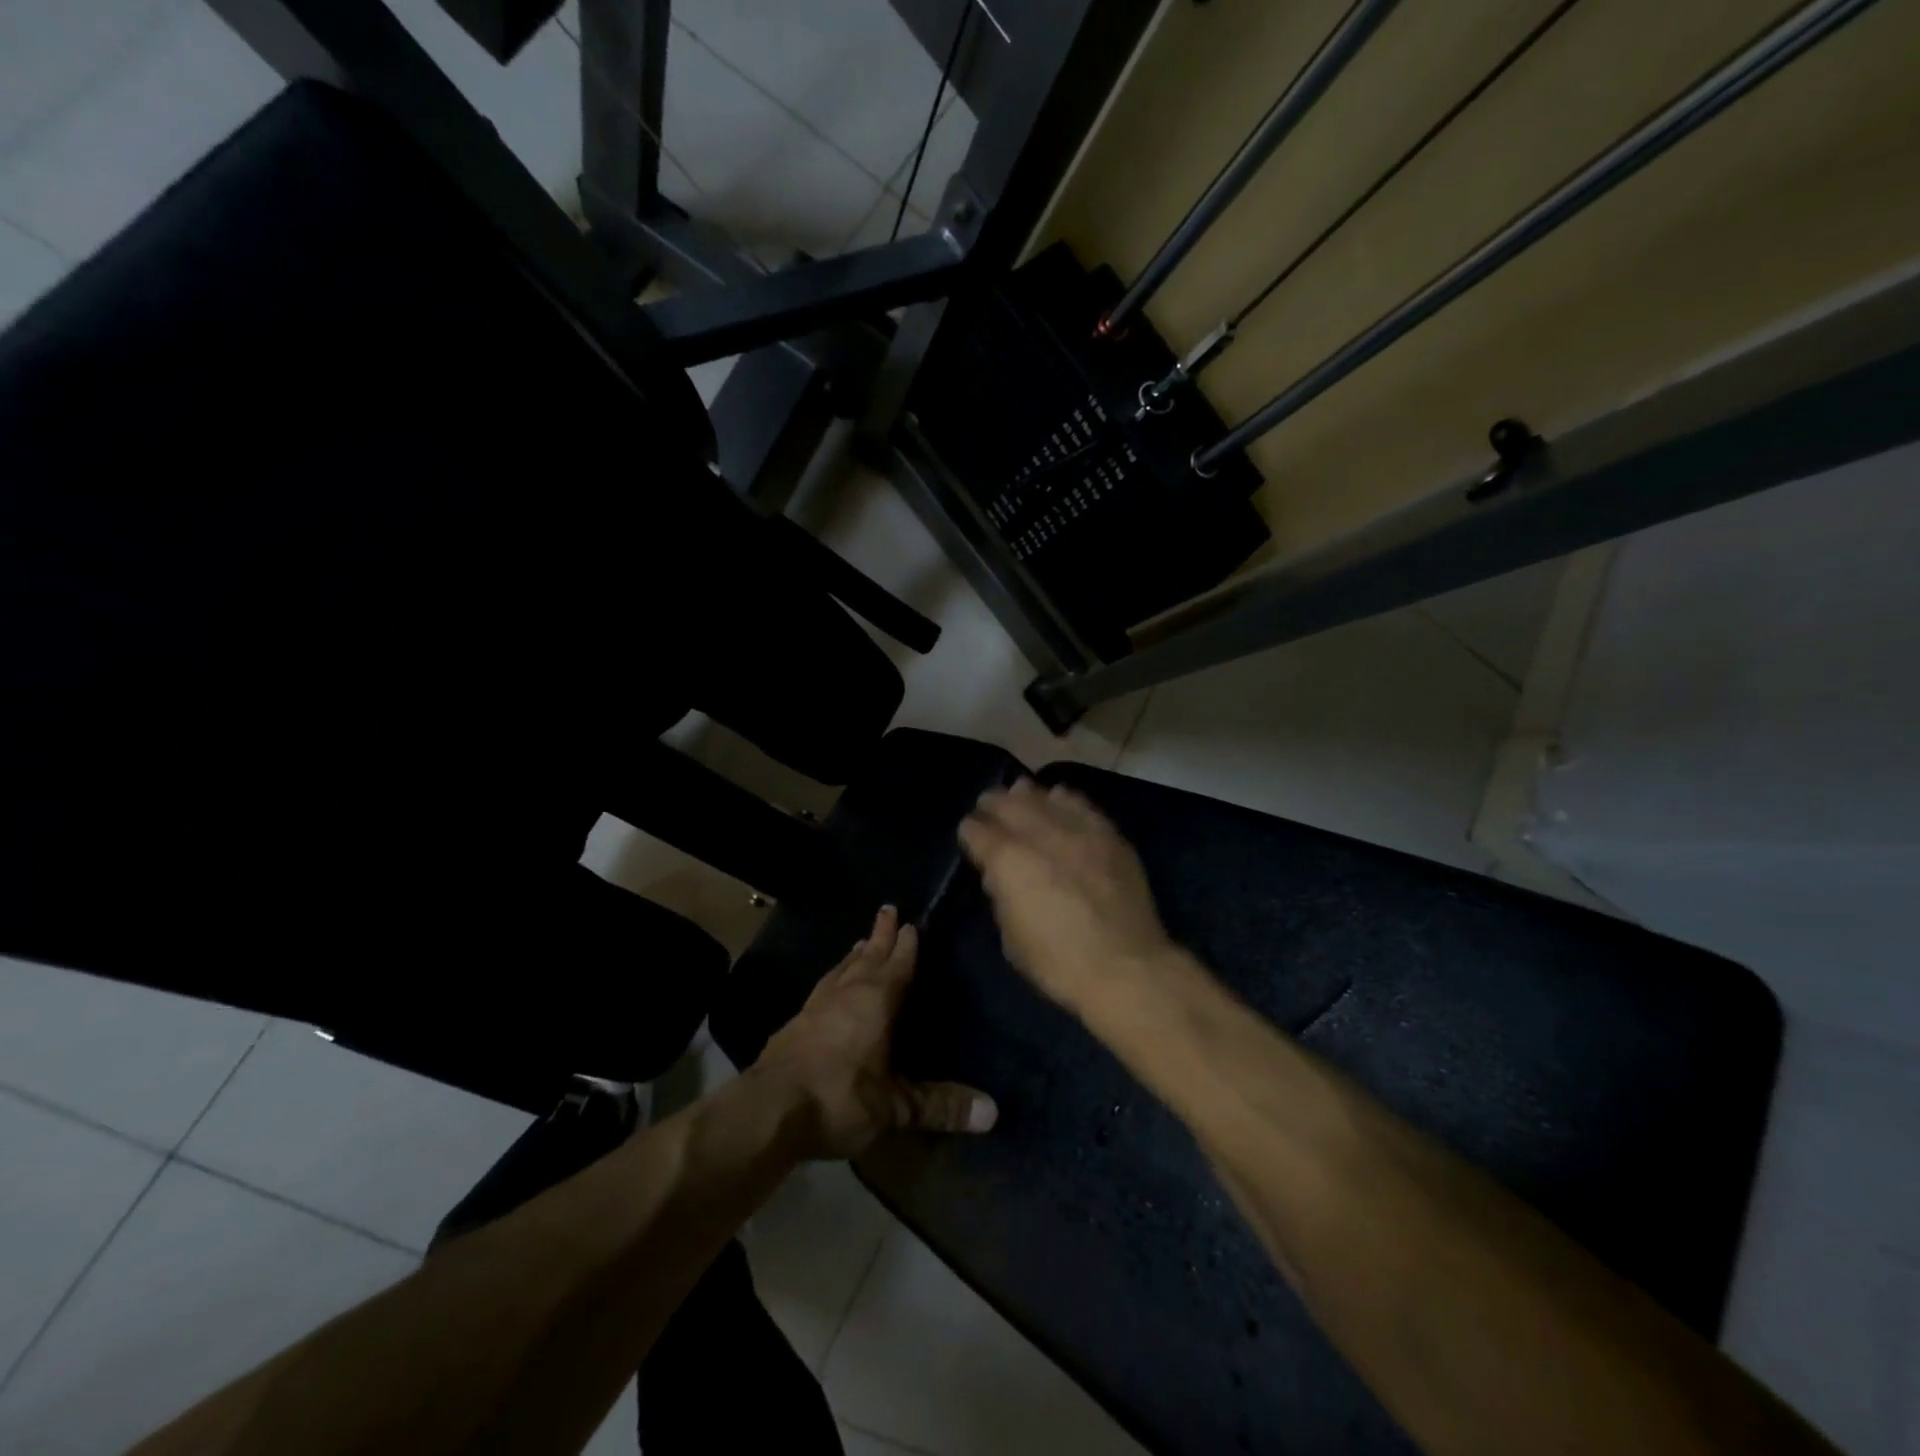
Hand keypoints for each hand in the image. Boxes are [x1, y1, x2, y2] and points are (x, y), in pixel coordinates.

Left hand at [758, 906, 997, 1159]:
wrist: (768, 1110)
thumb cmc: (840, 1098)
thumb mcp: (895, 1107)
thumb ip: (940, 1105)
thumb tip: (993, 1112)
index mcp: (876, 1001)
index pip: (898, 964)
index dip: (907, 944)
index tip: (912, 922)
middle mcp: (846, 993)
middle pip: (868, 956)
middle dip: (880, 934)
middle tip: (887, 909)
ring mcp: (815, 1006)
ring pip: (841, 969)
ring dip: (854, 955)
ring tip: (861, 943)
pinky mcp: (793, 1023)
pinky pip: (821, 989)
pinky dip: (832, 979)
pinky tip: (828, 989)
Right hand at [959, 779, 1178, 1013]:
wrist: (1125, 966)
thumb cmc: (1058, 963)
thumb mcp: (1011, 938)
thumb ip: (1002, 897)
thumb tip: (1000, 875)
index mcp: (1007, 860)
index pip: (977, 830)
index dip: (969, 832)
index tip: (970, 835)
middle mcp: (1039, 834)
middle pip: (1008, 803)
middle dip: (993, 804)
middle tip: (988, 805)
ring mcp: (1077, 830)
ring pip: (1044, 796)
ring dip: (1027, 795)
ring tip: (1021, 794)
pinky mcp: (1108, 834)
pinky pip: (1080, 804)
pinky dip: (1064, 799)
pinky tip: (1060, 799)